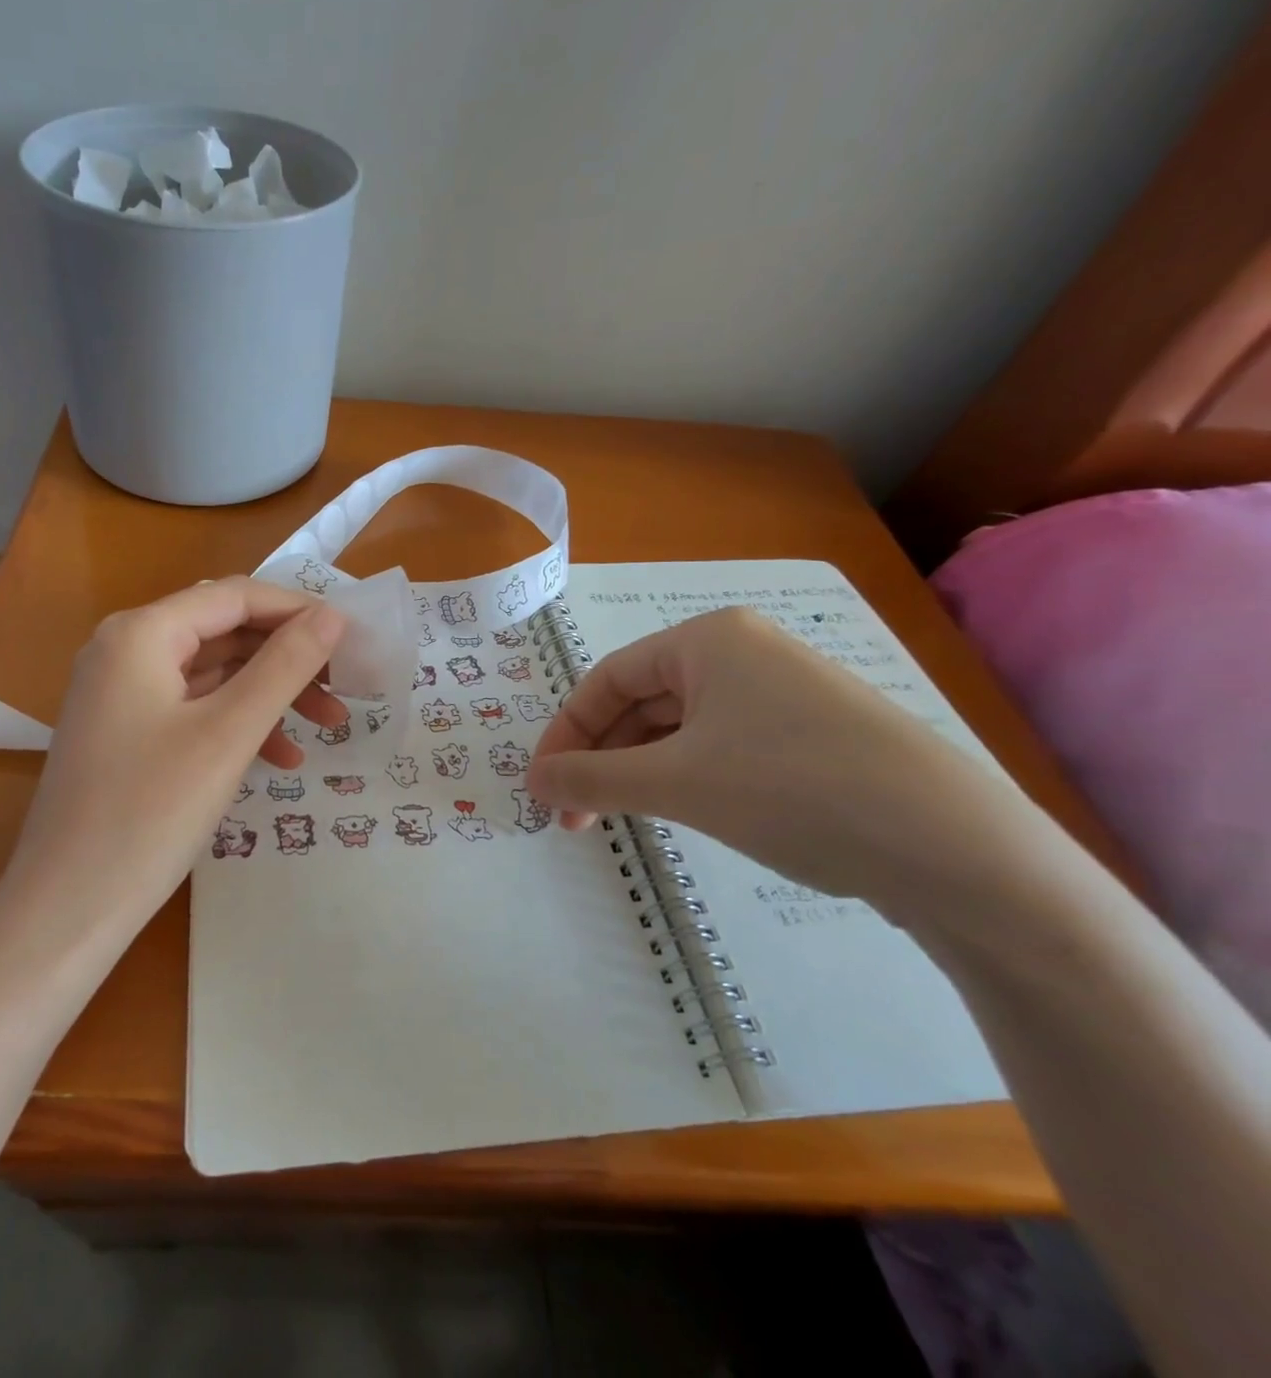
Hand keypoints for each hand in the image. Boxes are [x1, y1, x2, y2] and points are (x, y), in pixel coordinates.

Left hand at [2, 578, 347, 933]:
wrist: (67, 908)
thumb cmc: (150, 813)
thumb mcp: (228, 733)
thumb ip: (284, 666)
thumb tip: (332, 615)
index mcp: (140, 633)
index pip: (236, 596)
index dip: (298, 610)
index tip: (353, 639)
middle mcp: (124, 648)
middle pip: (225, 631)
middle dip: (288, 657)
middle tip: (344, 686)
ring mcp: (121, 692)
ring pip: (214, 673)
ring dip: (271, 694)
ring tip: (328, 725)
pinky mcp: (125, 731)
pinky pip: (194, 709)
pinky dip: (239, 724)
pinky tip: (281, 759)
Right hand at [525, 608, 1059, 928]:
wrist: (955, 849)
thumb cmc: (792, 790)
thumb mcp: (675, 783)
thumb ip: (591, 778)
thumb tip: (533, 780)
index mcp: (708, 640)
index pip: (606, 679)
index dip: (565, 732)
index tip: (541, 785)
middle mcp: (744, 652)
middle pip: (642, 702)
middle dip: (601, 758)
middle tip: (573, 815)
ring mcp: (784, 693)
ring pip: (681, 727)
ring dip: (638, 772)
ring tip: (618, 819)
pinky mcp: (812, 736)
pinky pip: (722, 746)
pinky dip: (685, 777)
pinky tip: (682, 812)